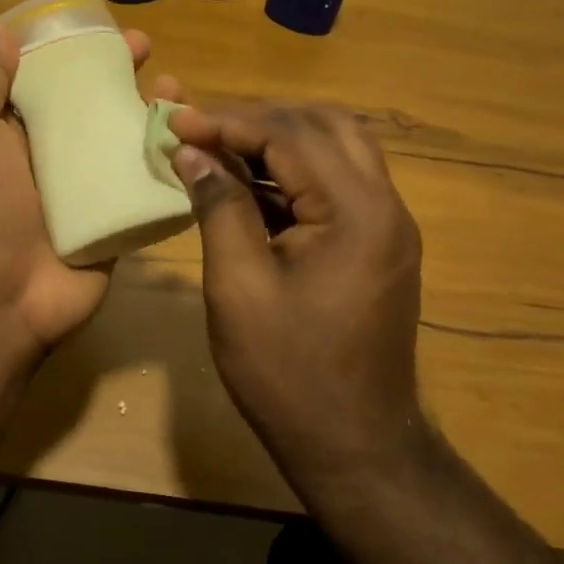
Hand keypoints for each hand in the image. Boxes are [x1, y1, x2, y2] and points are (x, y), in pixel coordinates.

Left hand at [0, 25, 152, 354]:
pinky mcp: (113, 224)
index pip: (47, 78)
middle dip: (121, 76)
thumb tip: (5, 34)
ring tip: (181, 93)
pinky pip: (145, 188)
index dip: (76, 50)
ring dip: (152, 115)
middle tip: (151, 54)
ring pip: (124, 143)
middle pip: (92, 106)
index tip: (106, 30)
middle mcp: (46, 158)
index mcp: (8, 131)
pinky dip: (171, 165)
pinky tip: (196, 144)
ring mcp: (82, 193)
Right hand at [168, 101, 428, 483]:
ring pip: (337, 147)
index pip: (290, 134)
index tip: (175, 119)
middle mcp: (385, 204)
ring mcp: (388, 224)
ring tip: (221, 147)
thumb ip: (218, 206)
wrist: (353, 445)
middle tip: (201, 128)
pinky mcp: (379, 243)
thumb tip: (191, 151)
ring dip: (279, 138)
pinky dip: (294, 171)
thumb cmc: (288, 371)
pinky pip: (338, 182)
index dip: (228, 120)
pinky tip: (250, 183)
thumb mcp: (239, 286)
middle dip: (258, 118)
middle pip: (324, 124)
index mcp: (356, 212)